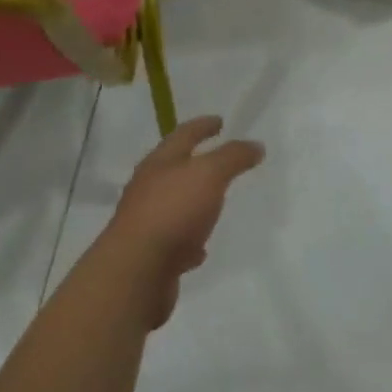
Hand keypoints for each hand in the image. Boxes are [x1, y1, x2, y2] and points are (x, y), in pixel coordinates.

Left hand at [100, 117, 263, 328]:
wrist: (136, 270)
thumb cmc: (173, 211)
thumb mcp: (209, 175)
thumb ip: (233, 158)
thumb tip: (255, 145)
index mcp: (160, 162)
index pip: (184, 134)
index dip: (203, 125)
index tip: (220, 121)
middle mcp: (148, 187)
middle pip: (174, 168)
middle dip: (196, 162)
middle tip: (219, 161)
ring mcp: (146, 221)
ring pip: (174, 204)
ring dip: (193, 201)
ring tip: (214, 203)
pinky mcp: (150, 254)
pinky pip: (174, 240)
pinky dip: (189, 239)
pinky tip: (201, 248)